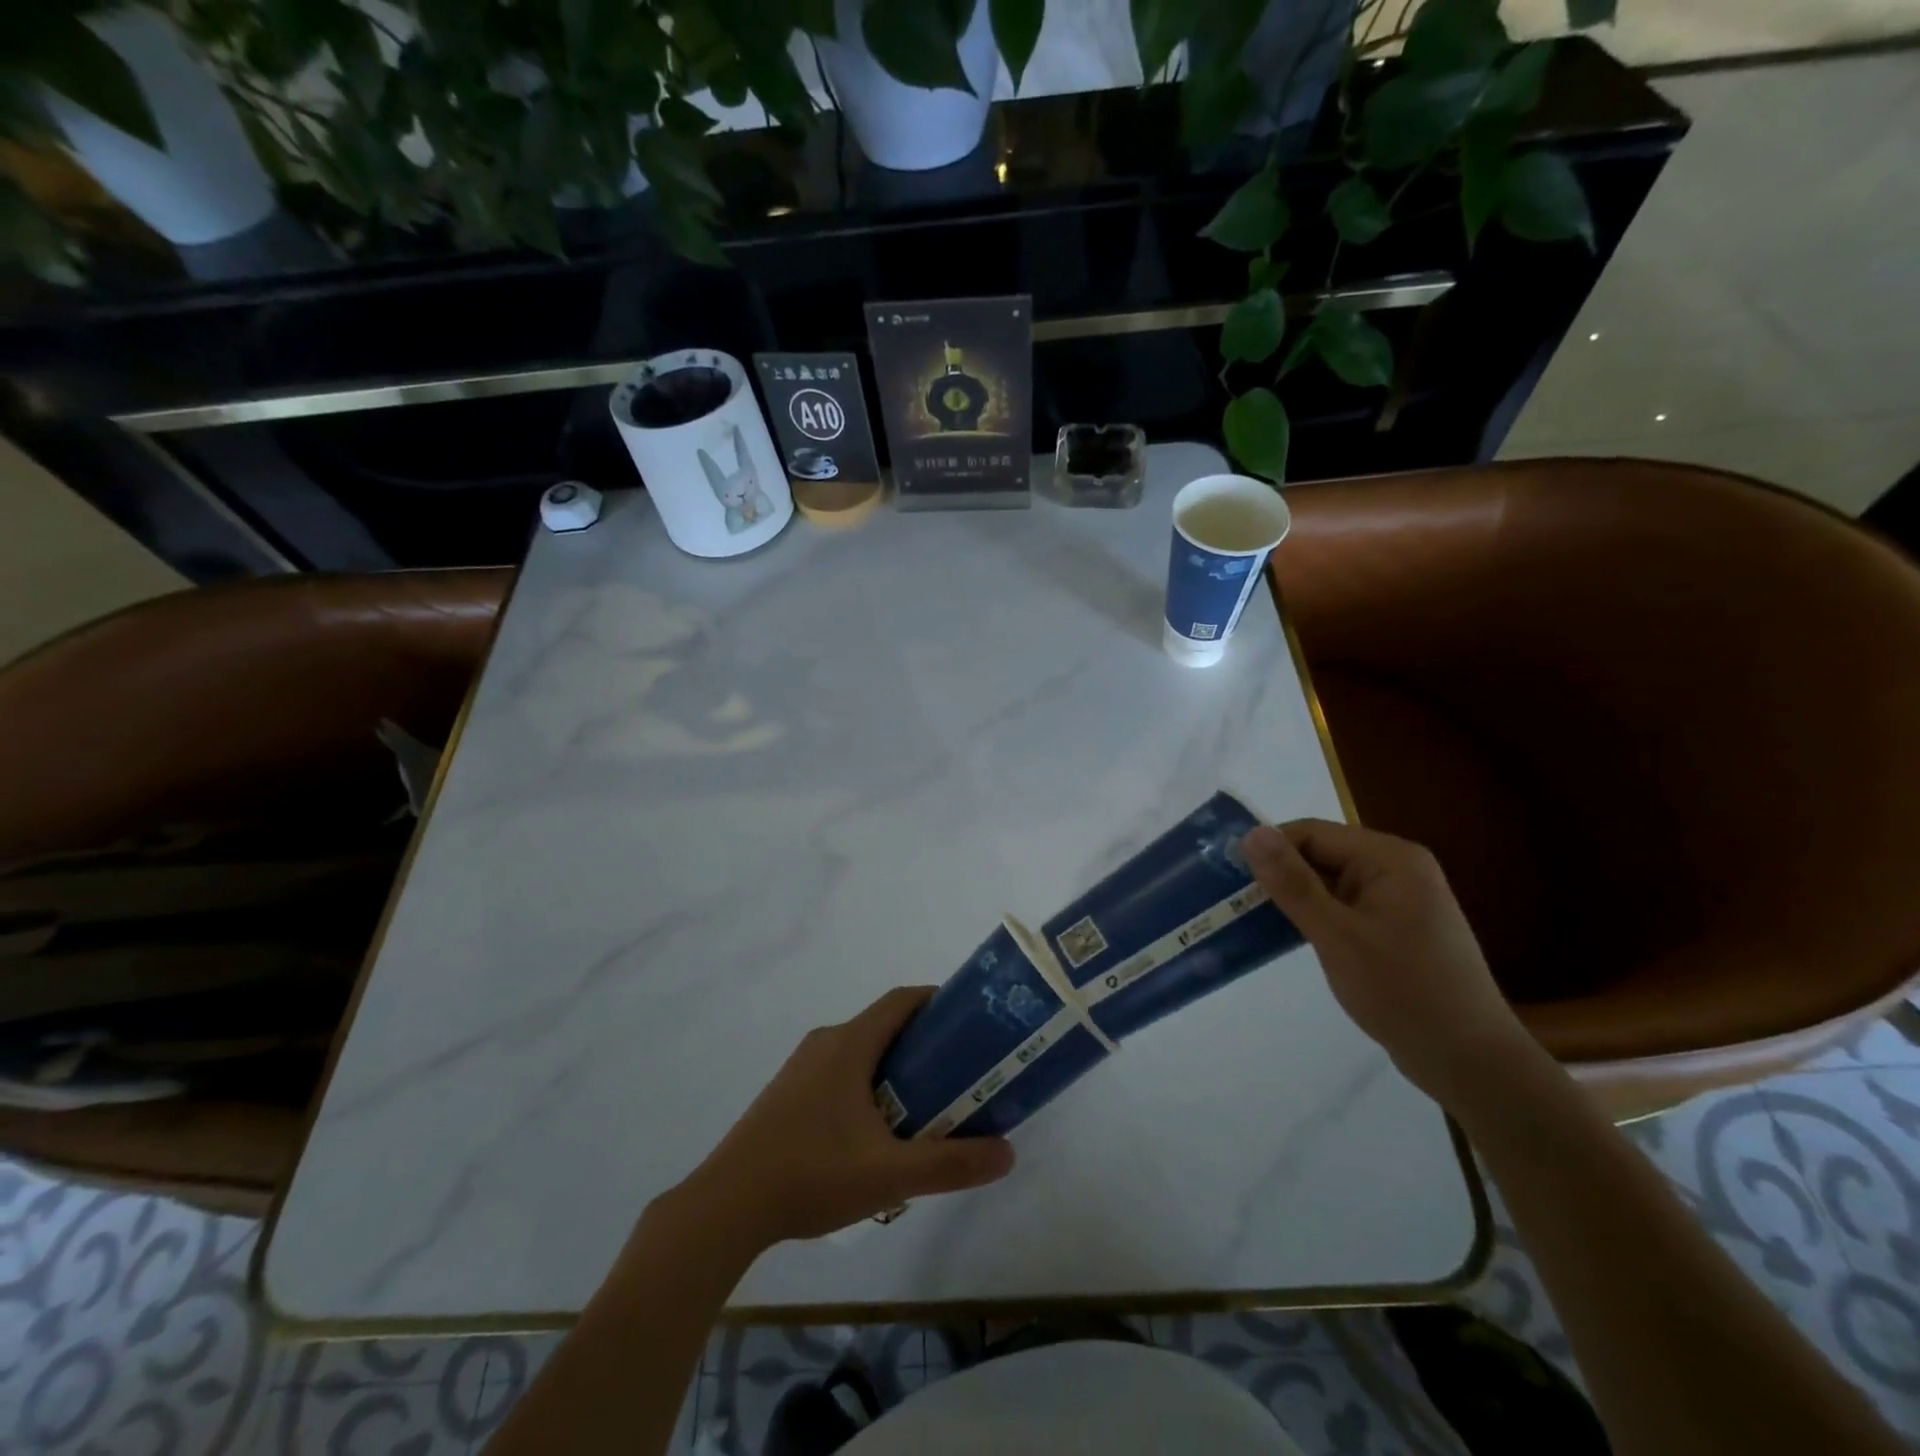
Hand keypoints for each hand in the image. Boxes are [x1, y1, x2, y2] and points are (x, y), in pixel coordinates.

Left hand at [673, 987, 1015, 1249]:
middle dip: (922, 1041)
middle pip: (883, 1026)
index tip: (969, 1020)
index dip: (936, 1001)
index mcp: (849, 1044)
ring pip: (859, 1051)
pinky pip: (837, 1072)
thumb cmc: (811, 1174)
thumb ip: (950, 1163)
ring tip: (924, 1104)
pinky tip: (874, 1132)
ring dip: (893, 1066)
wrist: (726, 1206)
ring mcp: (800, 1068)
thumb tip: (1007, 1153)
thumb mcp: (889, 1174)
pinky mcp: (786, 1094)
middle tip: (957, 1071)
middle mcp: (824, 1043)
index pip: (900, 1001)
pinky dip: (866, 1084)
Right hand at [1241, 820, 1540, 1110]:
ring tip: (1247, 917)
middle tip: (1231, 899)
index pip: (1313, 833)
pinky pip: (1342, 907)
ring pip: (1328, 882)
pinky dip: (1313, 917)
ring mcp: (1399, 900)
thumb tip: (1252, 834)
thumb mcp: (1338, 936)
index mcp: (1390, 859)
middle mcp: (1397, 869)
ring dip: (1292, 898)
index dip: (1269, 848)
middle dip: (1278, 874)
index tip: (1227, 874)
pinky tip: (1285, 936)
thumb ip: (1293, 883)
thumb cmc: (1403, 992)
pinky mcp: (1395, 928)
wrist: (1470, 1062)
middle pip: (1320, 854)